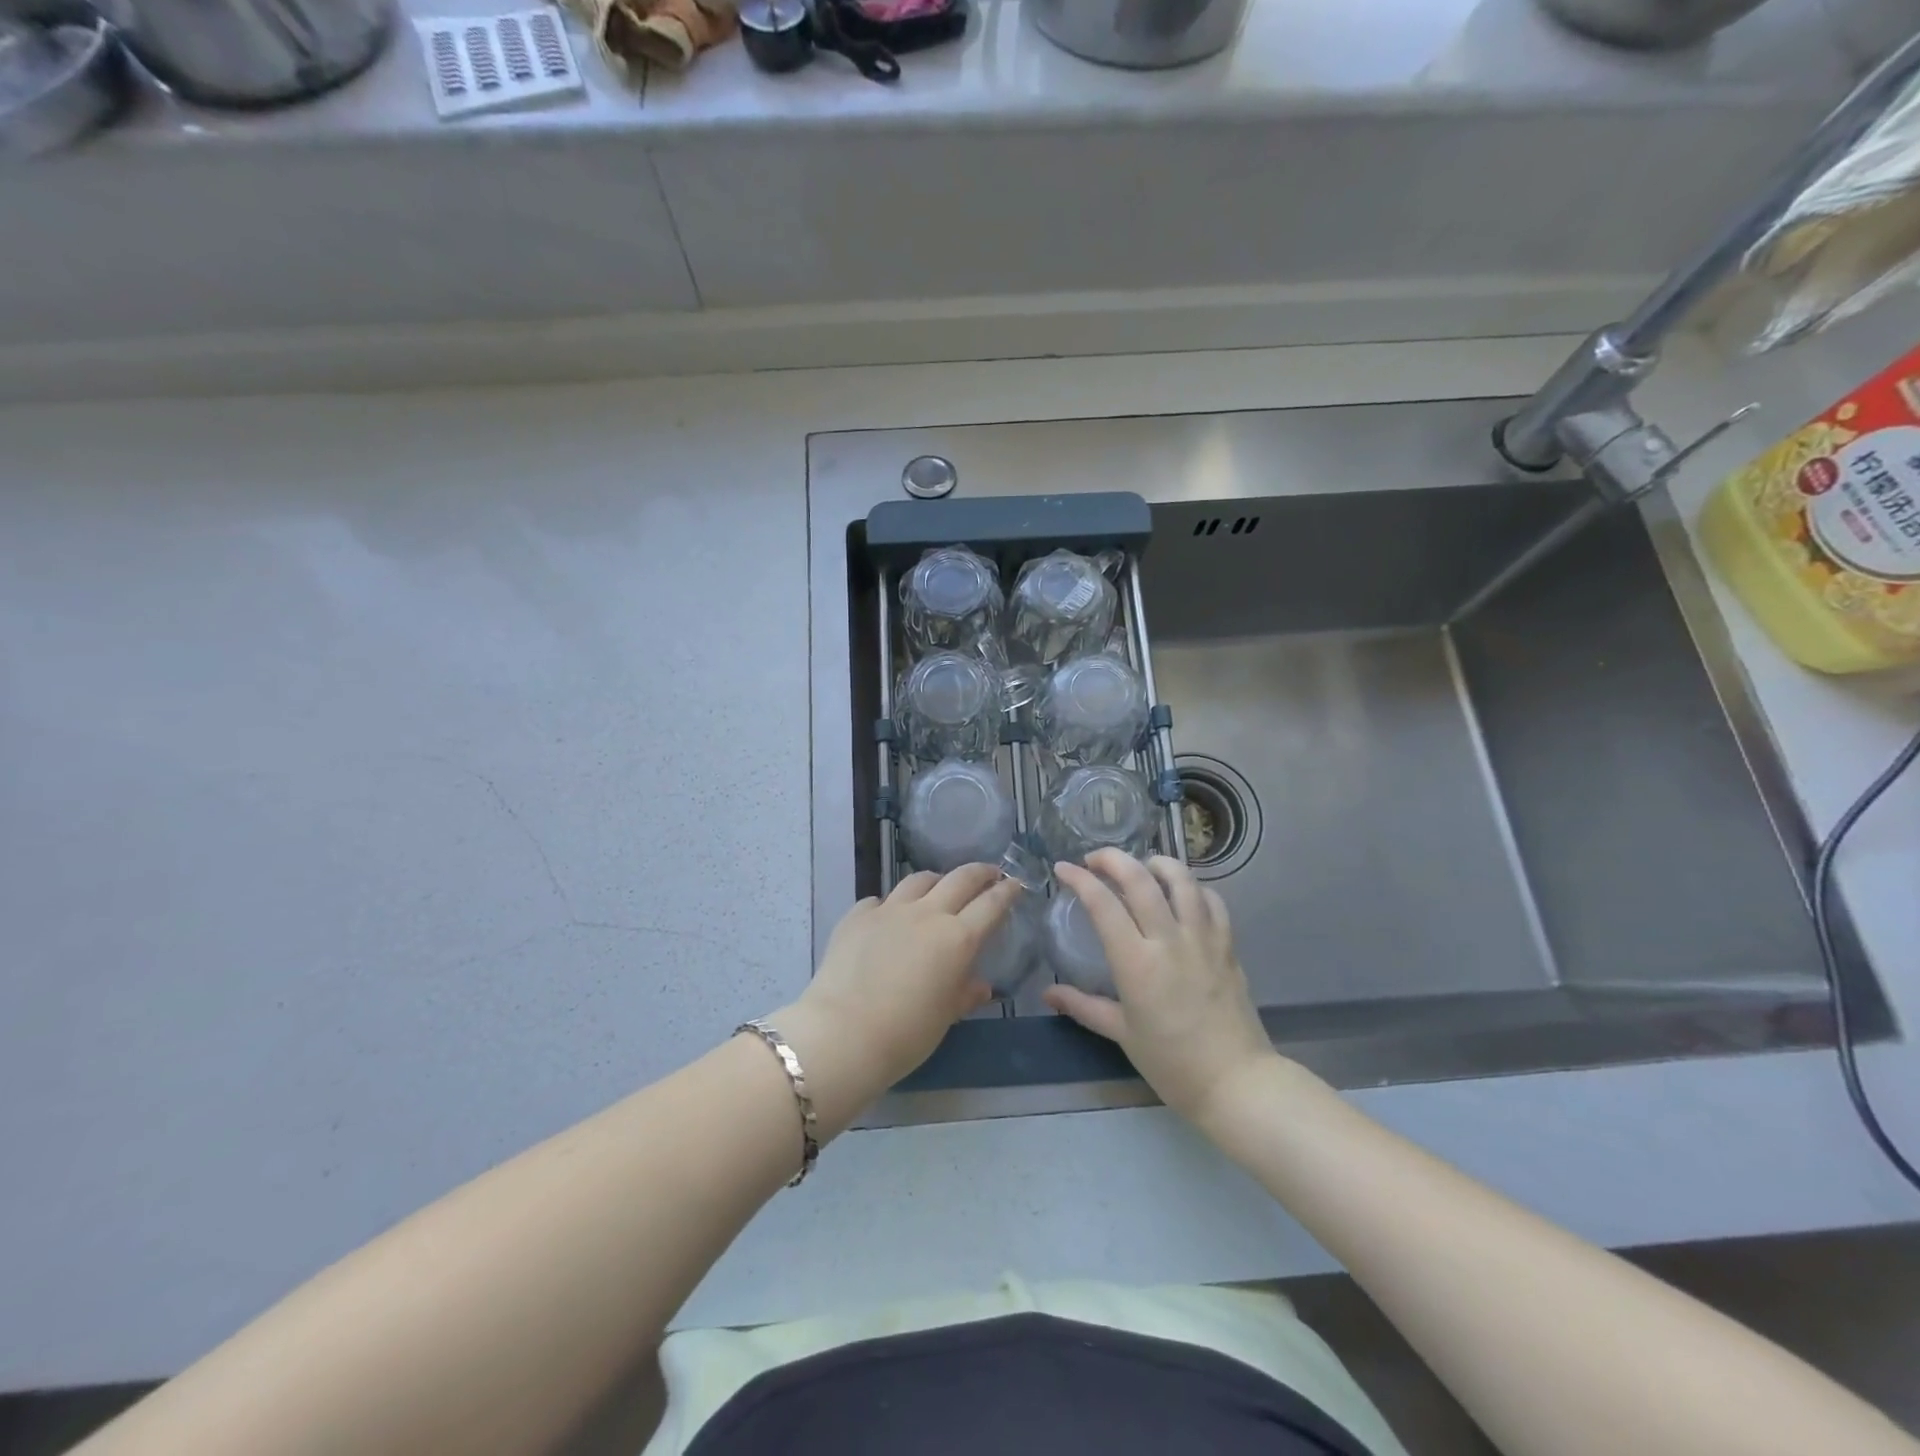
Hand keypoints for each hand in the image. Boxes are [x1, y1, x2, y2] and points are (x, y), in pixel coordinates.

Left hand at [774, 864, 1019, 1133]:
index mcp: (957, 939)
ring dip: (936, 881)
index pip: (991, 904)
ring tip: (940, 888)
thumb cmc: (905, 1034)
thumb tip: (981, 985)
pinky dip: (892, 905)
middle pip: (960, 879)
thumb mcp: (945, 1017)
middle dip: (979, 872)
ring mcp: (889, 910)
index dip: (1006, 891)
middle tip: (989, 873)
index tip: (1015, 884)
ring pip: (919, 880)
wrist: (842, 1033)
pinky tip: (889, 918)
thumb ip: (965, 994)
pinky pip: (880, 900)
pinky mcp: (857, 915)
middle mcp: (926, 914)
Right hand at [1043, 849, 1277, 1129]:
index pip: (1103, 904)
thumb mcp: (1122, 1034)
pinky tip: (1181, 894)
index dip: (1079, 879)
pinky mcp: (1228, 945)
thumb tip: (1048, 993)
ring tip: (1141, 867)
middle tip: (1095, 860)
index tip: (1063, 869)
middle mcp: (1169, 940)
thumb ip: (1083, 1006)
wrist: (1236, 1083)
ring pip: (1181, 879)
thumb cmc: (1172, 1063)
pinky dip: (1193, 887)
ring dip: (1156, 863)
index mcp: (1136, 962)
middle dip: (1112, 858)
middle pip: (1140, 878)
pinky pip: (1211, 900)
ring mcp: (1203, 938)